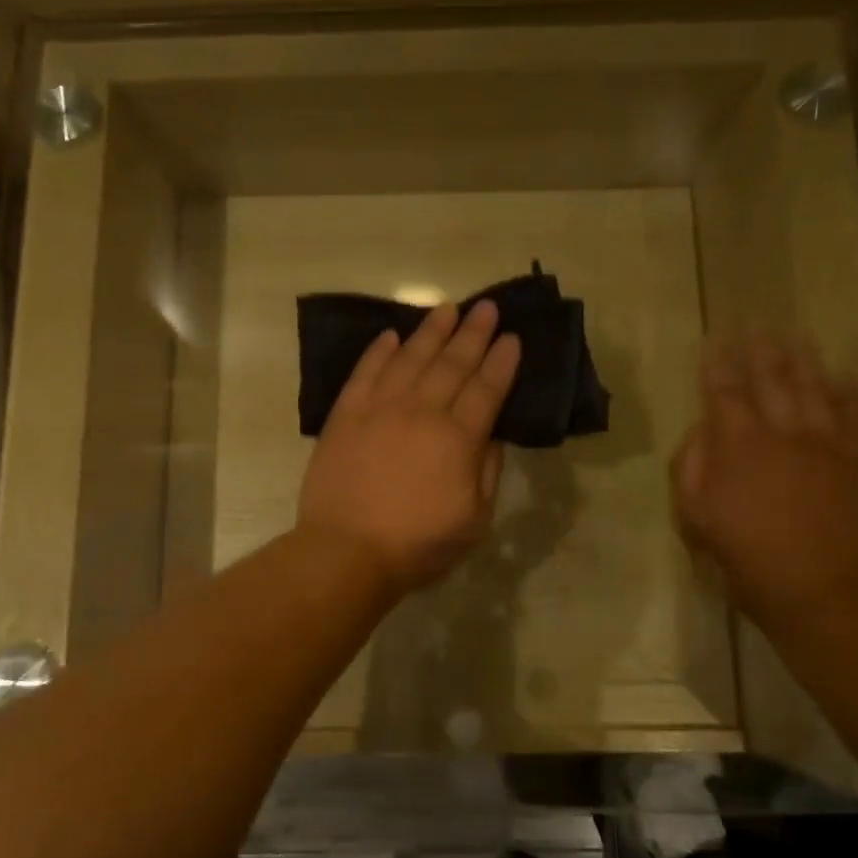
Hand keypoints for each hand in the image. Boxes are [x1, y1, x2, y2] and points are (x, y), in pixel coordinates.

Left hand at [299, 301, 521, 595]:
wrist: (346, 551)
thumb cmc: (417, 544)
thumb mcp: (474, 519)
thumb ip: (486, 471)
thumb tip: (493, 435)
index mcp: (458, 439)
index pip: (487, 389)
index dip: (501, 362)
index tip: (512, 336)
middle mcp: (422, 412)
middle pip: (452, 364)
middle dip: (473, 333)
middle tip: (486, 306)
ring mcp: (380, 408)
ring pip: (410, 358)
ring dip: (431, 331)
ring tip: (447, 308)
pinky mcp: (346, 415)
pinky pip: (365, 372)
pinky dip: (379, 351)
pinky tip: (391, 336)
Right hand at [672, 332, 857, 639]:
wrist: (817, 590)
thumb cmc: (744, 556)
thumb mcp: (694, 517)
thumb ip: (691, 467)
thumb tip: (701, 431)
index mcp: (738, 445)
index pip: (723, 391)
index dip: (717, 362)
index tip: (715, 336)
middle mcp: (783, 433)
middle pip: (771, 380)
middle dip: (761, 349)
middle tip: (758, 323)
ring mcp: (826, 446)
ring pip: (815, 389)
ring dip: (804, 360)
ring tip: (797, 336)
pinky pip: (856, 418)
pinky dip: (851, 394)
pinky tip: (846, 376)